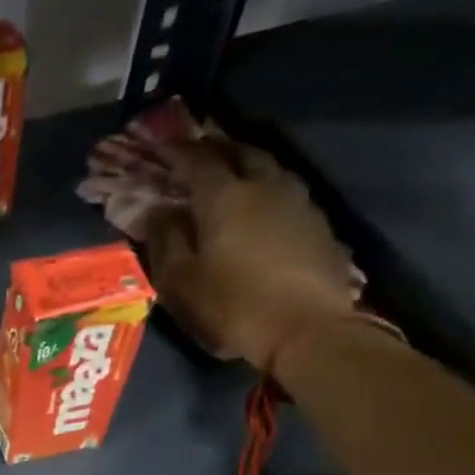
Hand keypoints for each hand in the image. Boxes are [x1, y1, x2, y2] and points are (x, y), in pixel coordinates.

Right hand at [144, 136, 364, 372]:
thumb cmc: (233, 305)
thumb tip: (157, 212)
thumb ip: (165, 240)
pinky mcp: (317, 222)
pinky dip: (263, 187)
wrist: (309, 329)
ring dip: (242, 163)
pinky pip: (283, 189)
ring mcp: (297, 201)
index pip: (195, 160)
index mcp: (224, 197)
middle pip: (238, 151)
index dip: (174, 150)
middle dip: (213, 147)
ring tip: (225, 172)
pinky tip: (256, 204)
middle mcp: (264, 186)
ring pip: (266, 166)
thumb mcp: (181, 281)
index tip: (157, 145)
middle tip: (193, 151)